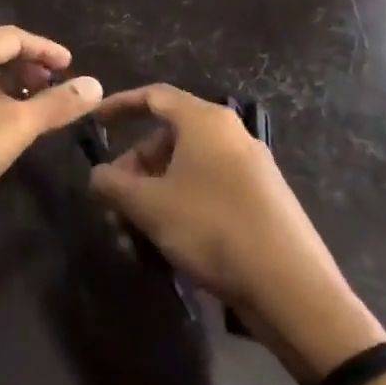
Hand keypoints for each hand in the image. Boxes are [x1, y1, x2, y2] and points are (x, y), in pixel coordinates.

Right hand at [88, 84, 384, 384]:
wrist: (291, 287)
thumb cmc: (211, 228)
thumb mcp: (147, 205)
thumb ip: (112, 184)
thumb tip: (98, 176)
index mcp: (205, 122)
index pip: (154, 96)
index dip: (119, 105)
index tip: (95, 122)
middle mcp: (230, 136)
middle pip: (167, 140)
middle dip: (133, 170)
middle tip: (114, 202)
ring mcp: (250, 169)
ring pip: (185, 172)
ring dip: (152, 198)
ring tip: (133, 237)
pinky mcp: (261, 201)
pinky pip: (207, 192)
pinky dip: (179, 209)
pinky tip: (166, 248)